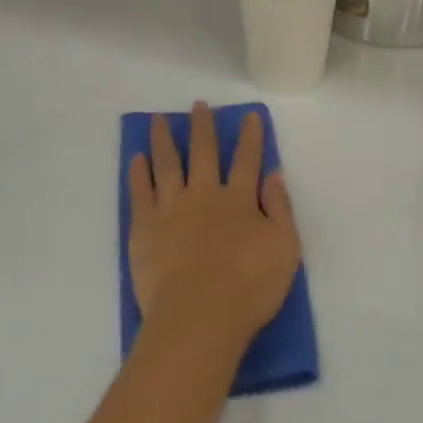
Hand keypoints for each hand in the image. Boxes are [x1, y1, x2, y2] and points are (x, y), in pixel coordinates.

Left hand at [128, 102, 301, 353]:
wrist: (199, 317)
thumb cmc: (249, 287)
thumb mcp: (285, 248)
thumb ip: (280, 208)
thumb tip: (274, 174)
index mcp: (239, 199)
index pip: (247, 160)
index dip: (250, 137)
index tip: (249, 116)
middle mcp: (204, 194)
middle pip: (203, 152)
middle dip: (202, 126)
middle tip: (198, 105)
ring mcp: (170, 208)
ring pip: (166, 164)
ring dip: (163, 140)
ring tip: (158, 120)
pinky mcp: (144, 227)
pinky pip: (140, 191)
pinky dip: (139, 172)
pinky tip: (137, 158)